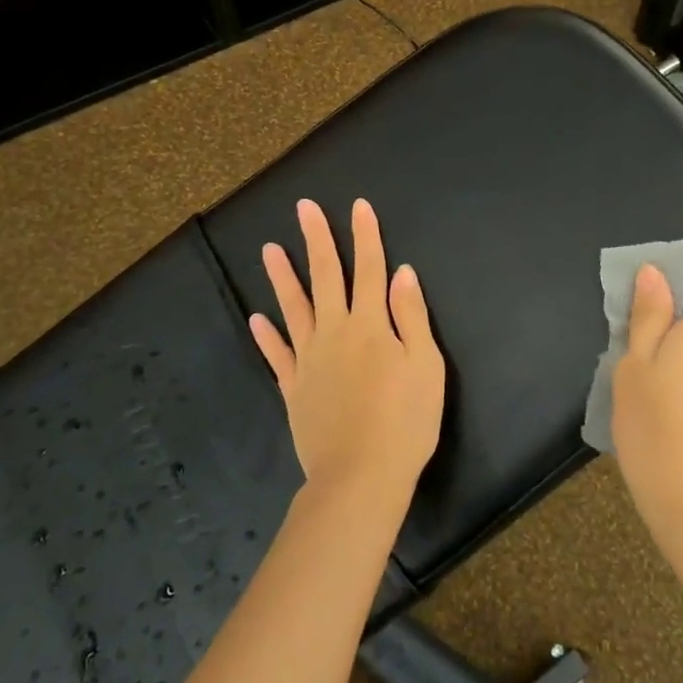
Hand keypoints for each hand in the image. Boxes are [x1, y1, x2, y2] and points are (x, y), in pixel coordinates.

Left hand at [248, 199, 444, 509]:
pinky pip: (278, 355)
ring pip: (294, 308)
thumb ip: (412, 317)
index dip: (366, 236)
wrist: (361, 476)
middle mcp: (336, 332)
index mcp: (371, 325)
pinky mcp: (294, 388)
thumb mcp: (426, 366)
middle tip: (303, 208)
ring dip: (282, 277)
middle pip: (325, 277)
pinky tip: (256, 318)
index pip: (370, 269)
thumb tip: (402, 273)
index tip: (358, 206)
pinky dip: (267, 336)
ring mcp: (310, 360)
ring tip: (269, 249)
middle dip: (317, 240)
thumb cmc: (405, 421)